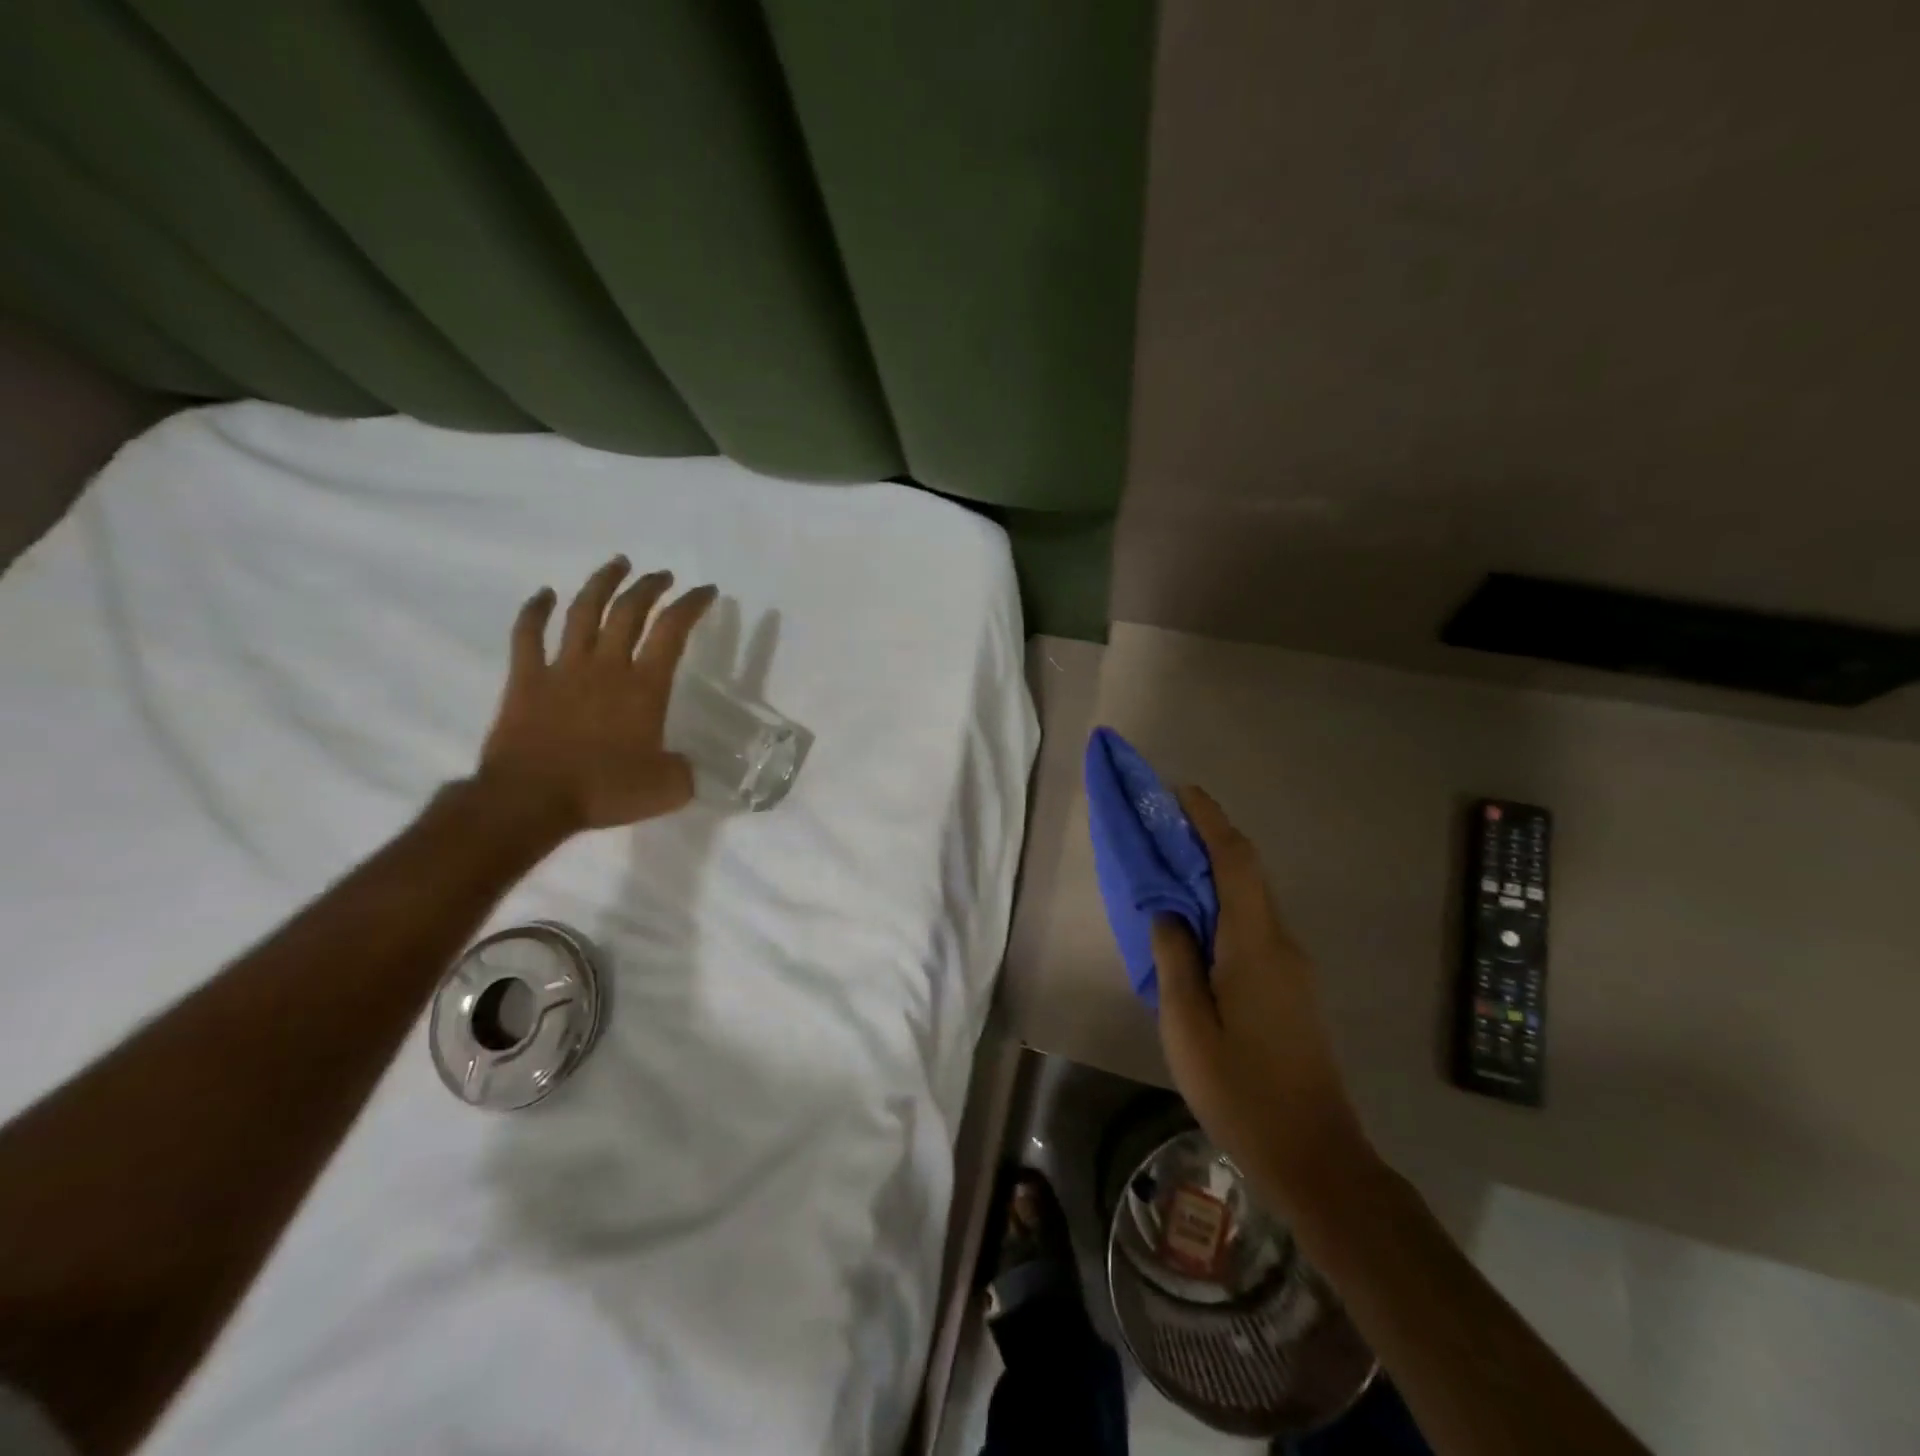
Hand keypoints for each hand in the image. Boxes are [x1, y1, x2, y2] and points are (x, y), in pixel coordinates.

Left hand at [477, 557, 716, 832]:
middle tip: (663, 575)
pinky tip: (544, 595)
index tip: (706, 591)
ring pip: (583, 611)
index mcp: (644, 687)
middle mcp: (606, 666)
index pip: (672, 631)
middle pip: (629, 611)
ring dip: (602, 583)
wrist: (531, 800)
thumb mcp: (667, 788)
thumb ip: (684, 770)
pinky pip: (528, 635)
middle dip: (650, 587)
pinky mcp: (526, 679)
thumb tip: (685, 763)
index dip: (691, 605)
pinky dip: (536, 610)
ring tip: (618, 564)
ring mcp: (563, 668)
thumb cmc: (604, 791)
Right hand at [1152, 786, 1371, 1213]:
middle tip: (1163, 825)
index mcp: (1255, 946)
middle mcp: (1281, 944)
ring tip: (1169, 868)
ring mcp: (1291, 966)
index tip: (1182, 792)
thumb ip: (1175, 959)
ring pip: (1250, 900)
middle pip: (1246, 873)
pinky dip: (1223, 906)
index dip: (1210, 820)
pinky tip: (1194, 925)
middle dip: (1207, 839)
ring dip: (1214, 873)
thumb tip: (1167, 909)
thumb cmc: (1241, 1091)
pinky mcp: (1291, 987)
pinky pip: (1253, 927)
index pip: (1235, 862)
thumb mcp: (1187, 1026)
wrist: (1314, 1155)